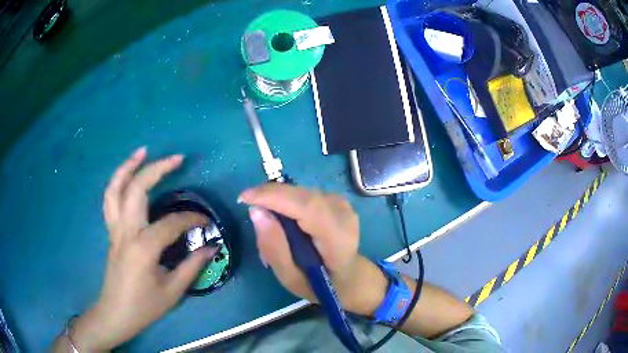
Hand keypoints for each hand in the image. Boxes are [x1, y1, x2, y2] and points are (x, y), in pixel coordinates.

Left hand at [65, 148, 216, 351]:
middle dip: (157, 169)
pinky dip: (117, 182)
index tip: (207, 224)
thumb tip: (212, 247)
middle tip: (177, 158)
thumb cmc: (144, 306)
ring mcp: (114, 229)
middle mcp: (126, 231)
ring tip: (142, 152)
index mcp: (143, 247)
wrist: (116, 313)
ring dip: (128, 167)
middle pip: (137, 189)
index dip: (192, 220)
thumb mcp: (172, 291)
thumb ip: (192, 266)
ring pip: (115, 188)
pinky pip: (110, 199)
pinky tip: (127, 176)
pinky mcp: (111, 231)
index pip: (171, 223)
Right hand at [239, 184, 385, 314]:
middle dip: (270, 195)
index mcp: (337, 239)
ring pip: (301, 192)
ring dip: (279, 200)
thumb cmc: (321, 285)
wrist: (351, 278)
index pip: (306, 207)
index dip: (274, 197)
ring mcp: (342, 205)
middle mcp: (343, 215)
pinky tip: (283, 218)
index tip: (245, 198)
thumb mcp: (291, 278)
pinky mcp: (337, 201)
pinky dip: (288, 201)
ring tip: (266, 219)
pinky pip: (305, 195)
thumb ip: (274, 249)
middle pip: (302, 195)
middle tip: (249, 206)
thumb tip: (256, 212)